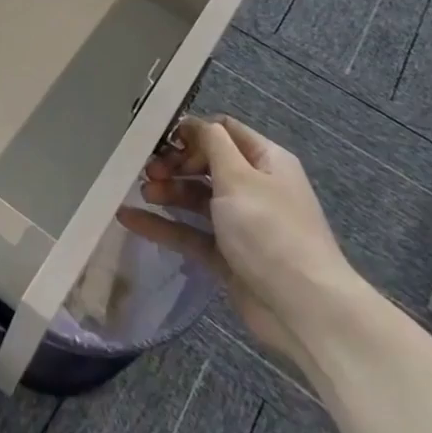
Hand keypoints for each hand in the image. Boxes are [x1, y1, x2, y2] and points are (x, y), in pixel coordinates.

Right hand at [118, 114, 364, 366]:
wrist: (303, 309)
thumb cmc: (270, 230)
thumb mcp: (239, 176)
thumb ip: (212, 143)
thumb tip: (194, 123)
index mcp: (265, 161)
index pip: (224, 131)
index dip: (193, 131)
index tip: (161, 137)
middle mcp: (254, 187)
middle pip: (206, 164)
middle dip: (175, 163)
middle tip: (148, 169)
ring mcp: (240, 224)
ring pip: (196, 198)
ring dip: (168, 191)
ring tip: (143, 192)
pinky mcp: (227, 256)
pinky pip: (190, 232)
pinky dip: (163, 225)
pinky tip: (129, 218)